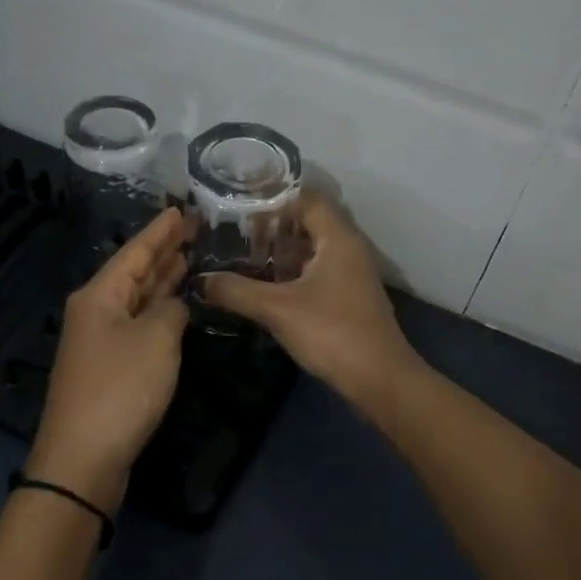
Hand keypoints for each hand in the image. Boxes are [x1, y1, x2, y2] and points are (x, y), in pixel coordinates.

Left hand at [26, 208, 192, 512]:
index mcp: (100, 296)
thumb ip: (171, 311)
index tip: (180, 210)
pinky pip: (138, 324)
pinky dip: (158, 311)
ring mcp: (100, 341)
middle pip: (133, 273)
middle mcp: (96, 312)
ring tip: (189, 258)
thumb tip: (173, 306)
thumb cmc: (121, 389)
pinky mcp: (109, 367)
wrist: (84, 457)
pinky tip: (175, 306)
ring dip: (161, 280)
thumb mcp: (156, 340)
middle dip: (163, 252)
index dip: (160, 232)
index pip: (135, 252)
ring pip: (136, 299)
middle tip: (193, 229)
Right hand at [201, 192, 418, 402]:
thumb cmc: (332, 333)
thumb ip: (236, 291)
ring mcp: (353, 274)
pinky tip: (270, 289)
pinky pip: (320, 271)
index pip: (307, 199)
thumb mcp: (277, 310)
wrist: (380, 380)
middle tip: (237, 236)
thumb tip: (200, 281)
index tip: (241, 210)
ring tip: (246, 260)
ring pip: (314, 249)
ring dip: (284, 252)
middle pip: (310, 223)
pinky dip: (295, 273)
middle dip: (274, 228)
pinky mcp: (351, 297)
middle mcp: (350, 249)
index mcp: (338, 238)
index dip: (274, 200)